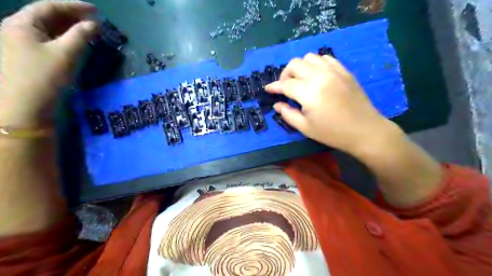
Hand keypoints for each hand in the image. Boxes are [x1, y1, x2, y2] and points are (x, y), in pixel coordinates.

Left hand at [0, 0, 98, 126]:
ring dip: (69, 29)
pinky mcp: (29, 59)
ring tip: (89, 32)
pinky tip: (76, 45)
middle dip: (72, 17)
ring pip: (48, 31)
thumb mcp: (65, 54)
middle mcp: (17, 30)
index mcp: (21, 24)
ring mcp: (21, 45)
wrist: (25, 107)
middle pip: (47, 17)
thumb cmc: (44, 77)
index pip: (50, 7)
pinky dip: (64, 41)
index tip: (96, 10)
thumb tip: (94, 24)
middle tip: (95, 21)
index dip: (74, 6)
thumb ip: (80, 36)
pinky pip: (48, 43)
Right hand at [265, 53, 398, 155]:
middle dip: (285, 74)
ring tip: (300, 80)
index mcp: (309, 92)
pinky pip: (325, 58)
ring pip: (309, 57)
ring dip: (300, 67)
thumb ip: (288, 114)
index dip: (274, 87)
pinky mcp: (344, 70)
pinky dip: (316, 64)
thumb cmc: (332, 133)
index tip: (268, 89)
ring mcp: (333, 71)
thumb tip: (277, 104)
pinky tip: (316, 75)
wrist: (364, 130)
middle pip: (294, 64)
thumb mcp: (305, 128)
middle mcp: (319, 76)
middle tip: (285, 87)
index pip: (285, 84)